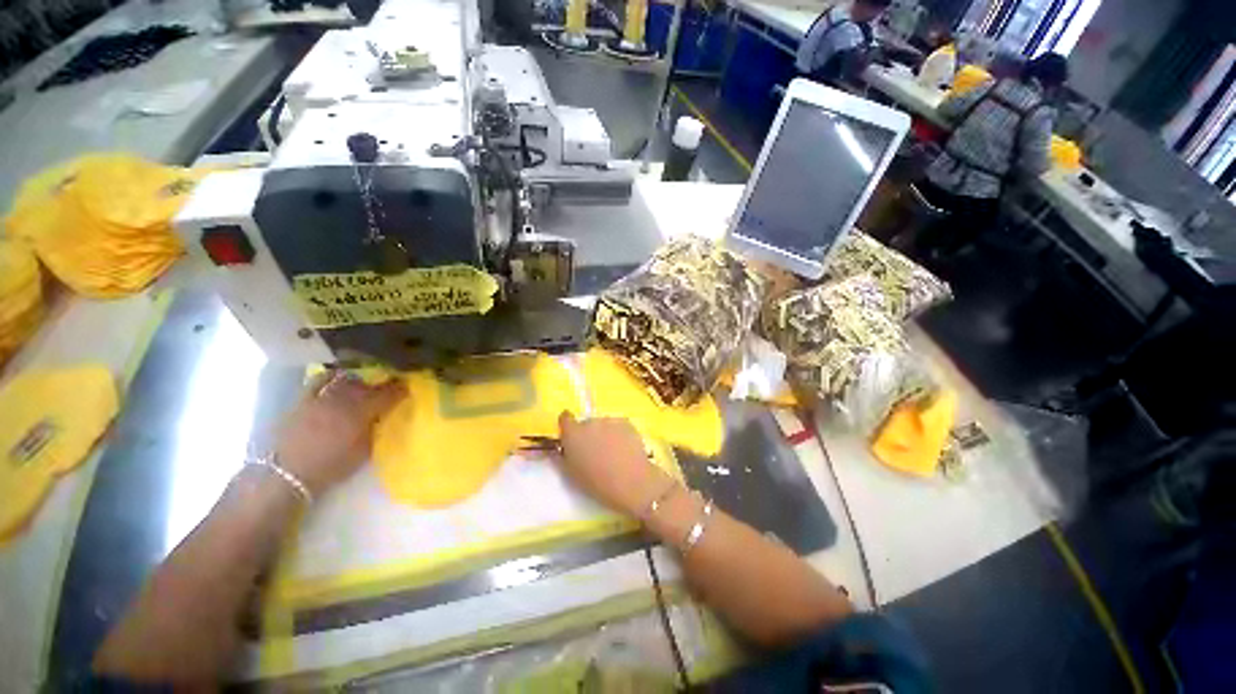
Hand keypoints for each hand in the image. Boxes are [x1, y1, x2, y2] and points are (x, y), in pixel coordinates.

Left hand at [274, 371, 404, 495]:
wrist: (287, 474)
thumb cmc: (331, 466)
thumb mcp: (364, 451)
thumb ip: (376, 429)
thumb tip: (384, 416)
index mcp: (363, 412)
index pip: (389, 394)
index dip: (401, 389)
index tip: (408, 387)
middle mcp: (345, 399)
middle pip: (369, 384)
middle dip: (382, 383)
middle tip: (390, 386)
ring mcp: (323, 397)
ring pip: (347, 380)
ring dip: (360, 380)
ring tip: (366, 383)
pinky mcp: (304, 399)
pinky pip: (320, 379)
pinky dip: (333, 375)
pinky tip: (340, 375)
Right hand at [555, 412, 674, 516]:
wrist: (630, 481)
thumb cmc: (597, 482)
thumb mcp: (571, 473)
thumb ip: (565, 456)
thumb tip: (564, 448)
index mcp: (573, 433)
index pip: (565, 418)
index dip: (568, 426)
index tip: (571, 436)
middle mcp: (590, 422)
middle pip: (586, 423)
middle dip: (589, 434)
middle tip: (595, 451)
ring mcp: (610, 420)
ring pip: (604, 425)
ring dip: (605, 433)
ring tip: (613, 453)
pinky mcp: (626, 422)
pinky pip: (618, 426)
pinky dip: (619, 434)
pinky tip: (625, 450)